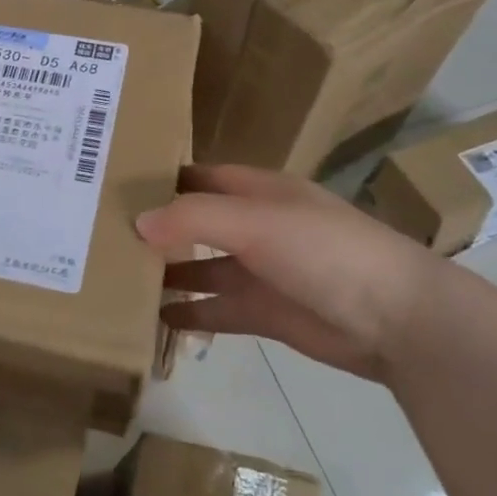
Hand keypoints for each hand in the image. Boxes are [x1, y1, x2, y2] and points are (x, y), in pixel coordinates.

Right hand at [136, 163, 443, 382]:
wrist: (395, 319)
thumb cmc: (324, 252)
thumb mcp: (256, 222)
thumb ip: (194, 218)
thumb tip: (138, 221)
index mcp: (258, 191)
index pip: (200, 176)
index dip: (161, 178)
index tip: (113, 185)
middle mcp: (256, 226)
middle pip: (195, 221)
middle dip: (156, 226)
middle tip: (101, 234)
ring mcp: (260, 270)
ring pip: (200, 266)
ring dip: (166, 270)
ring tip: (116, 275)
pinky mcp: (264, 312)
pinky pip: (215, 308)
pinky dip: (188, 312)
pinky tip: (154, 317)